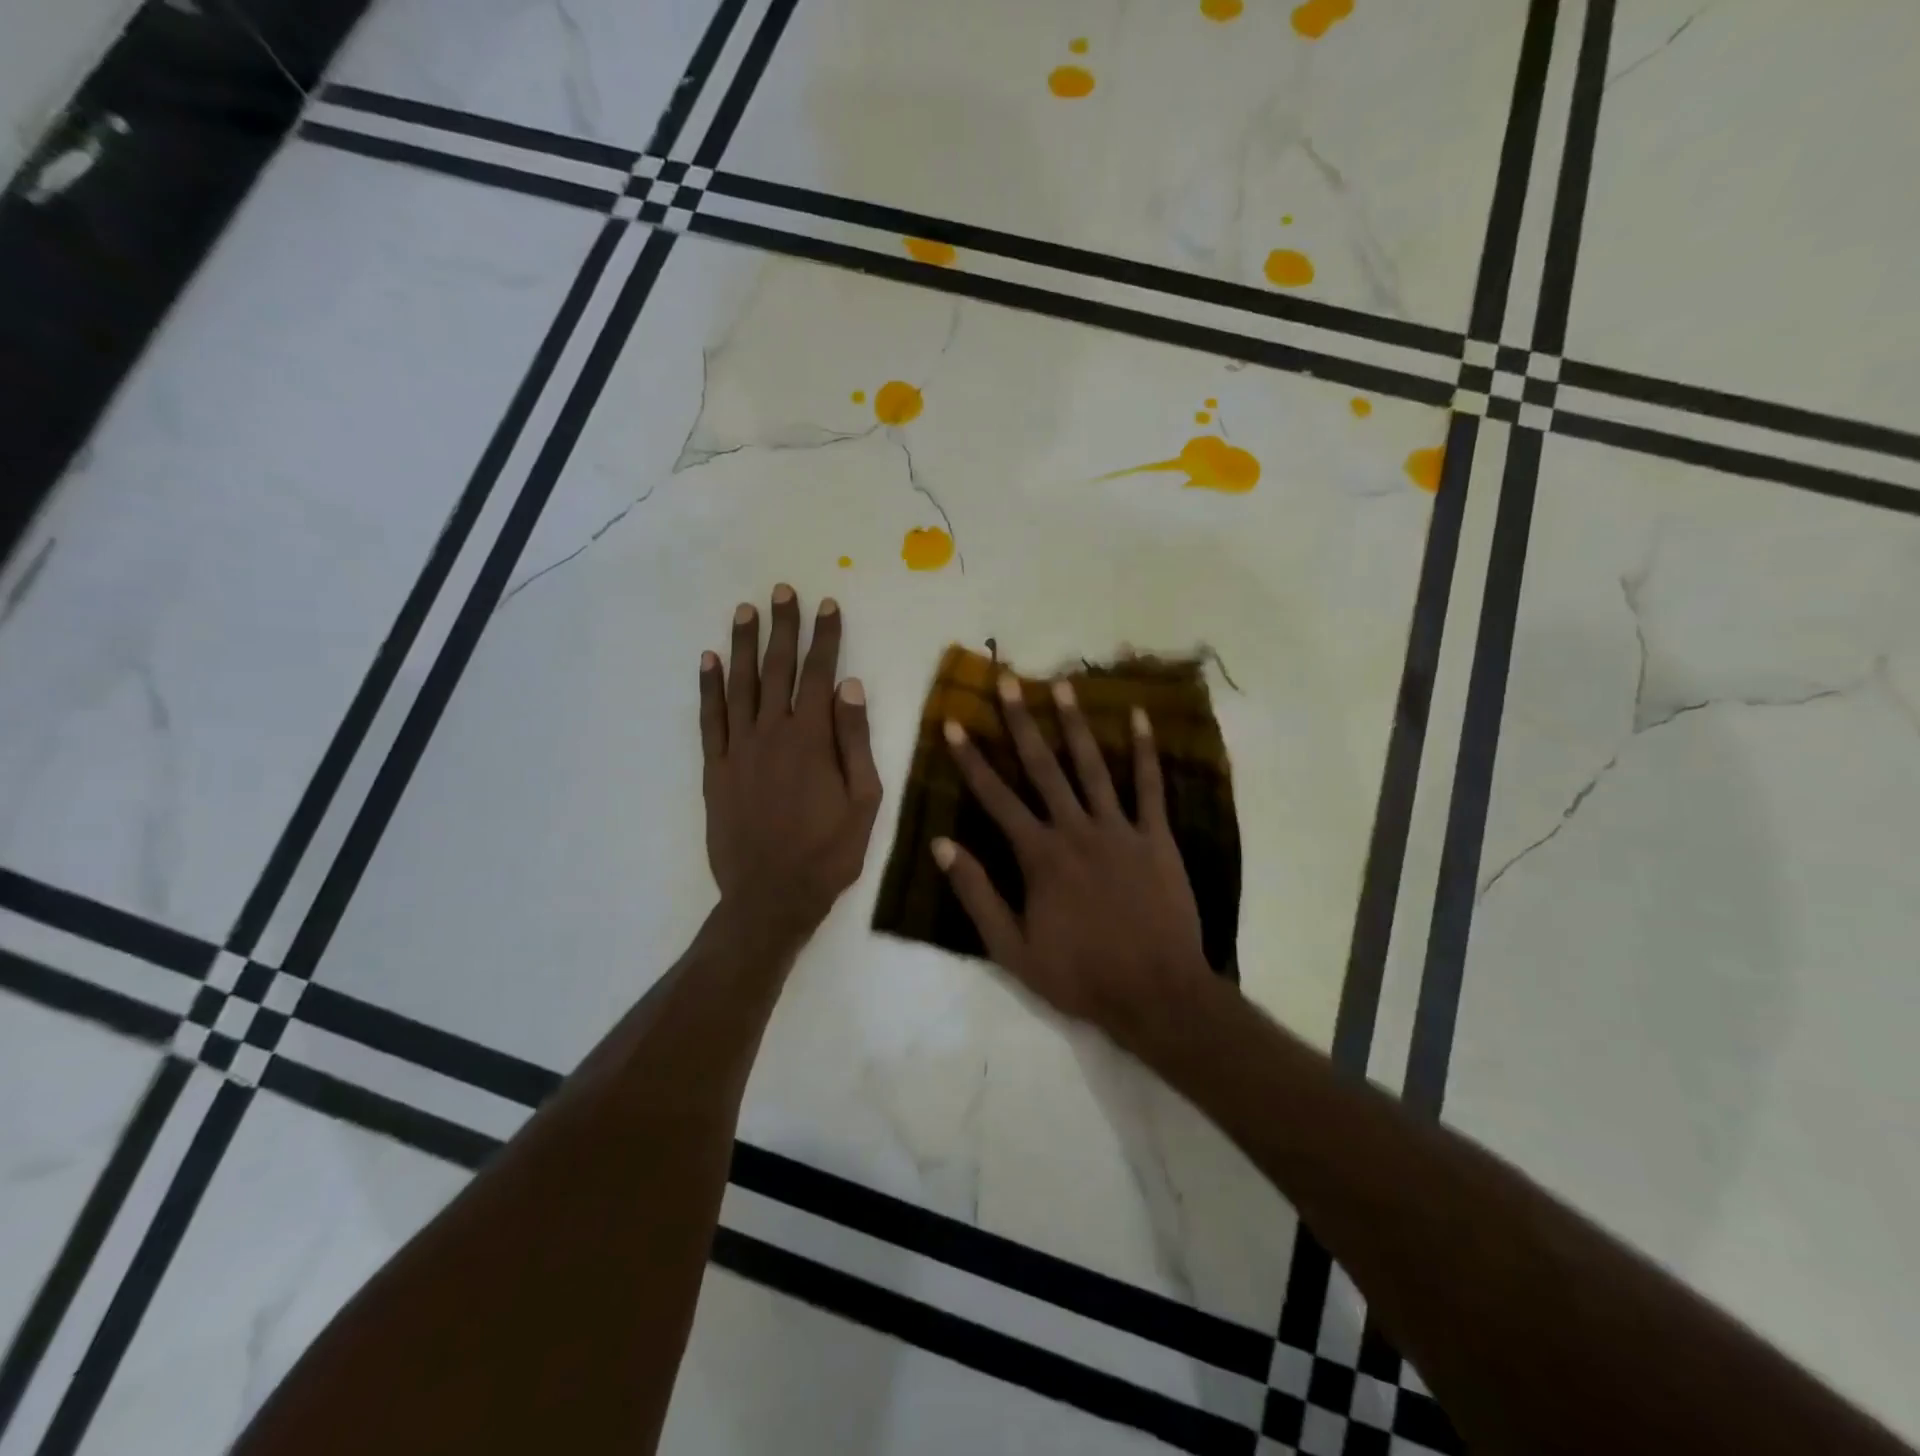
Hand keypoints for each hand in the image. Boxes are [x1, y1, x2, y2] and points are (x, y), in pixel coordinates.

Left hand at [700, 585, 882, 941]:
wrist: (771, 896)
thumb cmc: (829, 852)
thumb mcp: (864, 801)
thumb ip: (856, 741)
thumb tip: (850, 687)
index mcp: (813, 739)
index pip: (820, 674)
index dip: (825, 637)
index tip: (827, 605)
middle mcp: (772, 733)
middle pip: (777, 669)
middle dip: (782, 628)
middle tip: (782, 591)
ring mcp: (739, 749)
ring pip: (740, 685)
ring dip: (743, 645)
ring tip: (746, 611)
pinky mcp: (716, 769)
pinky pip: (710, 719)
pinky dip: (708, 687)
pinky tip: (708, 661)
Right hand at [933, 673, 1217, 1057]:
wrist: (1155, 994)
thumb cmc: (1080, 975)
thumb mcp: (1012, 949)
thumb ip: (977, 894)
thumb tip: (942, 845)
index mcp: (1039, 856)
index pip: (996, 798)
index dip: (971, 760)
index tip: (953, 724)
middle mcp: (1075, 830)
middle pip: (1043, 767)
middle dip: (1022, 722)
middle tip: (1008, 680)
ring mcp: (1119, 830)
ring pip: (1093, 766)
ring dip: (1076, 724)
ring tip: (1063, 685)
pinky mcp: (1156, 837)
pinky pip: (1150, 787)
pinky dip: (1145, 751)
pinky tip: (1139, 718)